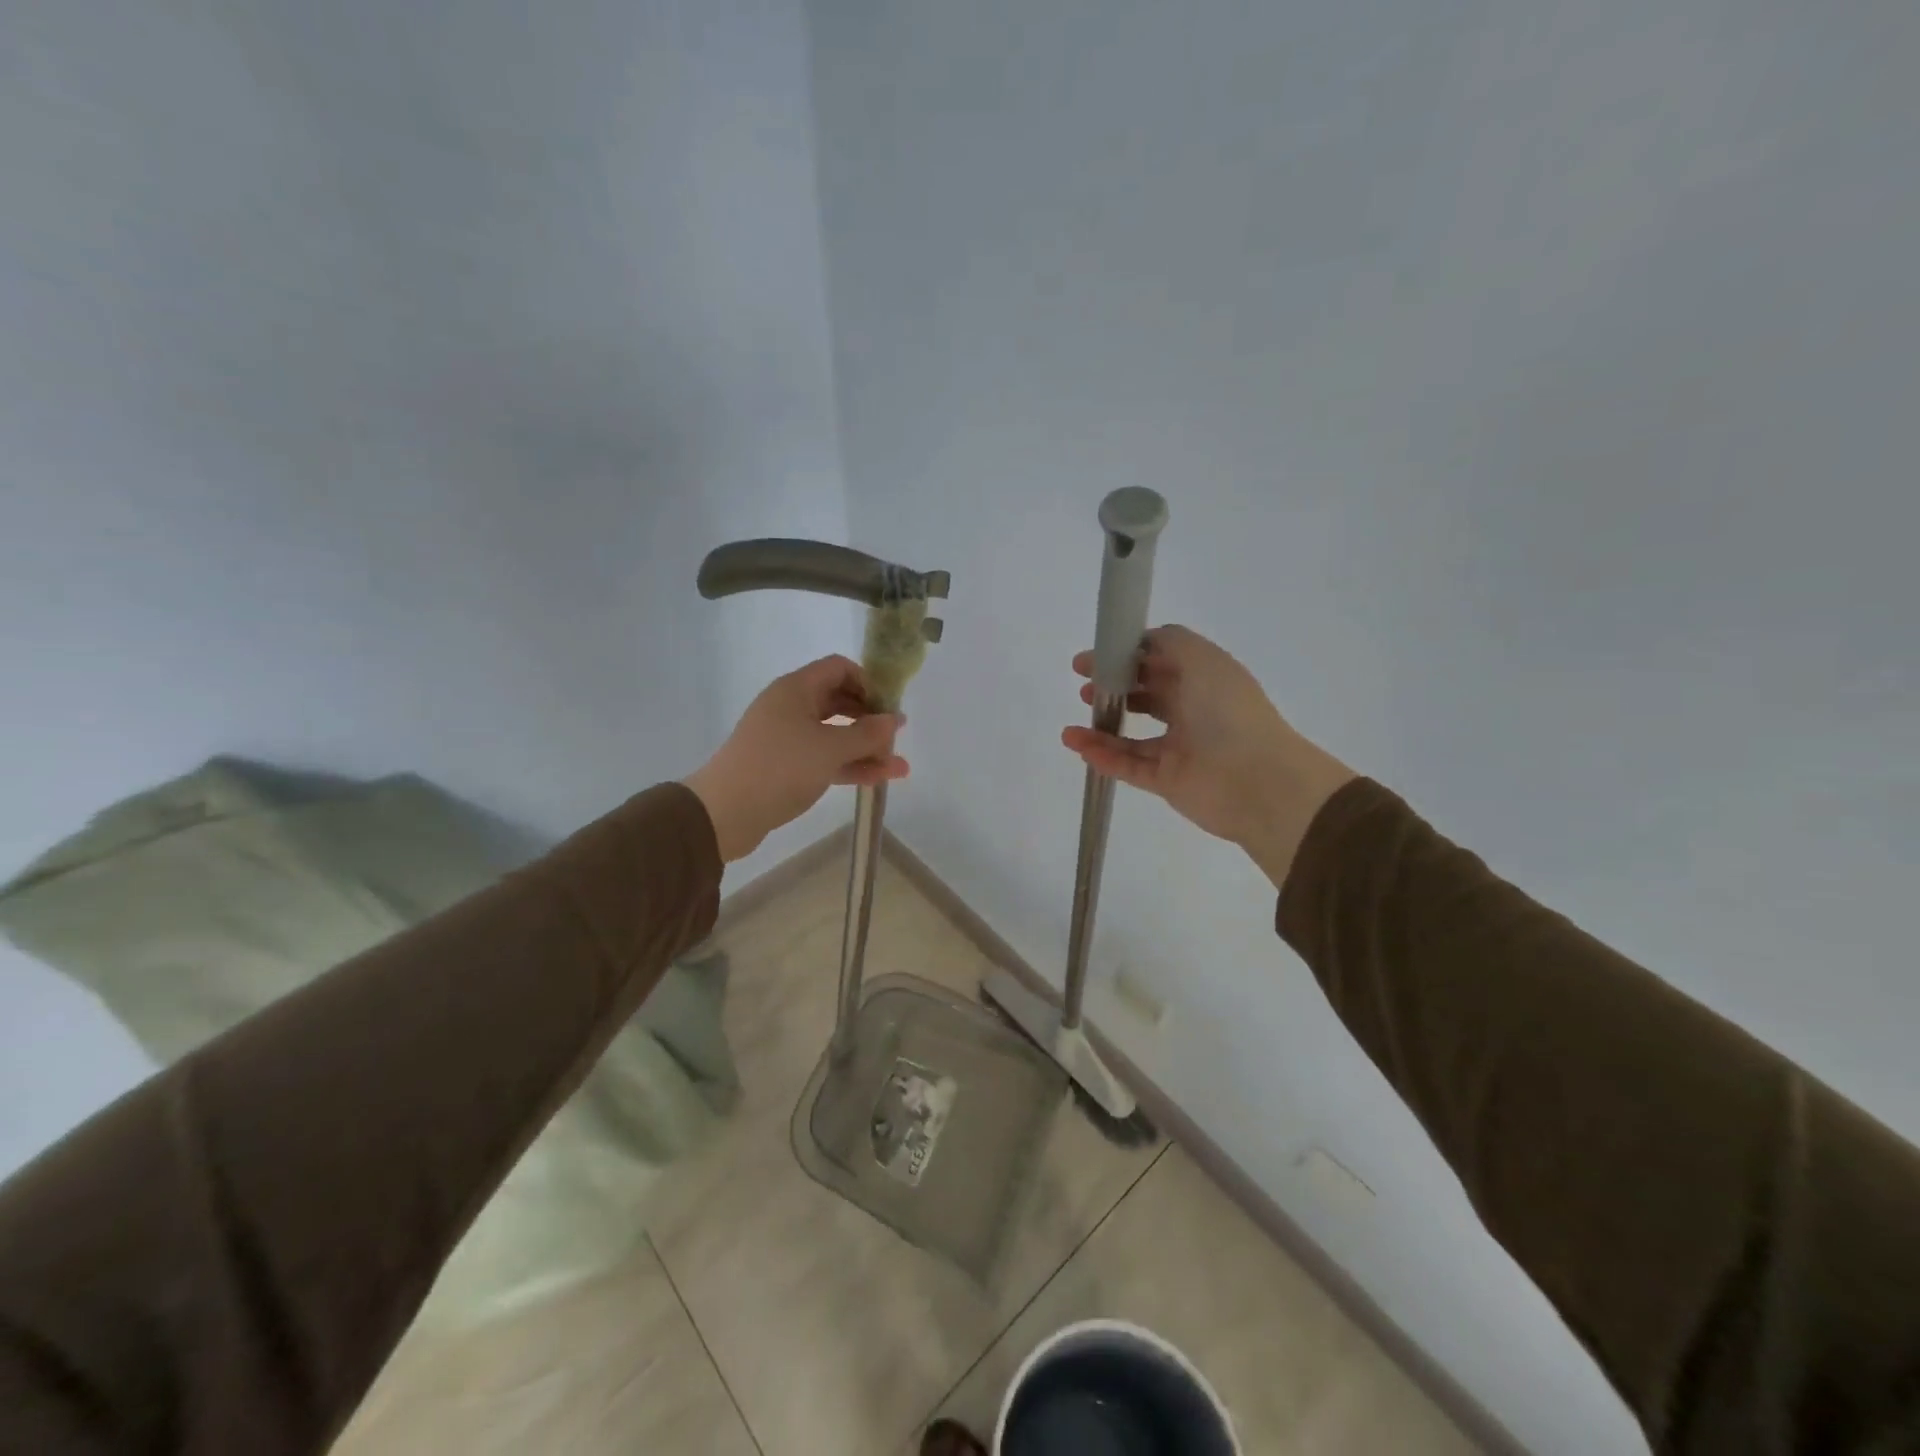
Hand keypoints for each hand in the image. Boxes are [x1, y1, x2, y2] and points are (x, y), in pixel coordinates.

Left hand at [685, 656, 907, 862]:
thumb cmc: (780, 767)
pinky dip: (849, 766)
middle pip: (839, 701)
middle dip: (870, 719)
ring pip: (834, 735)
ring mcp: (787, 738)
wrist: (726, 812)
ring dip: (865, 748)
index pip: (839, 668)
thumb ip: (867, 733)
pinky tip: (878, 779)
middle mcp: (790, 707)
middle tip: (895, 737)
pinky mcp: (785, 767)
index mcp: (796, 689)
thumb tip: (894, 720)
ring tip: (898, 767)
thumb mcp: (830, 748)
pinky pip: (824, 758)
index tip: (889, 706)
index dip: (868, 682)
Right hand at [1061, 625, 1354, 887]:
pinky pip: (1129, 766)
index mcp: (1204, 680)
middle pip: (1146, 697)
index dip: (1127, 657)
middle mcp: (1193, 711)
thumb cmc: (1227, 711)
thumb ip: (1168, 641)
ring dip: (1101, 729)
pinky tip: (1078, 745)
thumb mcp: (1200, 658)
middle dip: (1113, 690)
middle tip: (1083, 688)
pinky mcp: (1168, 781)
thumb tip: (1141, 642)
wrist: (1256, 780)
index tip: (1094, 658)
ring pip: (1132, 738)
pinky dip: (1103, 757)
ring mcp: (1180, 749)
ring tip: (1073, 726)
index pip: (1160, 663)